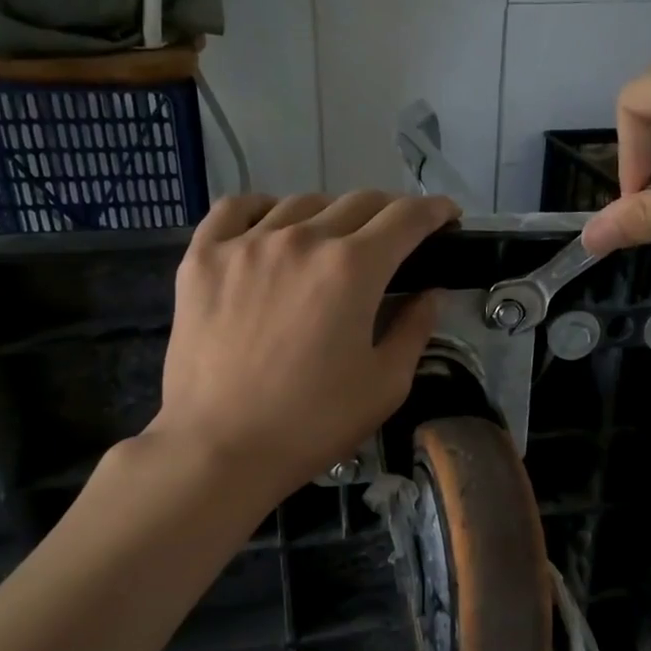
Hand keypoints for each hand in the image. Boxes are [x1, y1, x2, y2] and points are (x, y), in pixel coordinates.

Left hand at [150, 191, 459, 498]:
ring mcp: (246, 243)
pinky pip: (236, 209)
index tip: (446, 216)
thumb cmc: (312, 423)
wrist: (219, 448)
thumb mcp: (385, 385)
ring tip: (334, 240)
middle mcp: (302, 239)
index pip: (406, 218)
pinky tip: (270, 227)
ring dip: (331, 215)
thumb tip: (429, 295)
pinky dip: (262, 209)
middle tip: (396, 237)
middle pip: (358, 202)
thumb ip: (414, 330)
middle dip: (389, 212)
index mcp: (353, 268)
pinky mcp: (203, 258)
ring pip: (301, 203)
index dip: (435, 211)